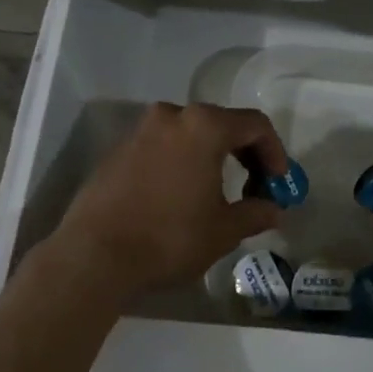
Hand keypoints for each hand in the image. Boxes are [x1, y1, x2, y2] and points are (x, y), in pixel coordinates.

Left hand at [48, 103, 287, 296]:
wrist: (93, 255)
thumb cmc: (169, 237)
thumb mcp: (223, 230)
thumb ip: (256, 213)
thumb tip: (274, 211)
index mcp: (204, 126)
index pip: (255, 125)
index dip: (275, 152)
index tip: (279, 183)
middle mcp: (172, 116)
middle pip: (222, 124)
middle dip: (246, 153)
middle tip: (256, 187)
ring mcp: (141, 130)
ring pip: (191, 133)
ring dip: (213, 156)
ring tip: (220, 192)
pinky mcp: (118, 149)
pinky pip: (164, 146)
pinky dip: (183, 161)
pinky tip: (183, 194)